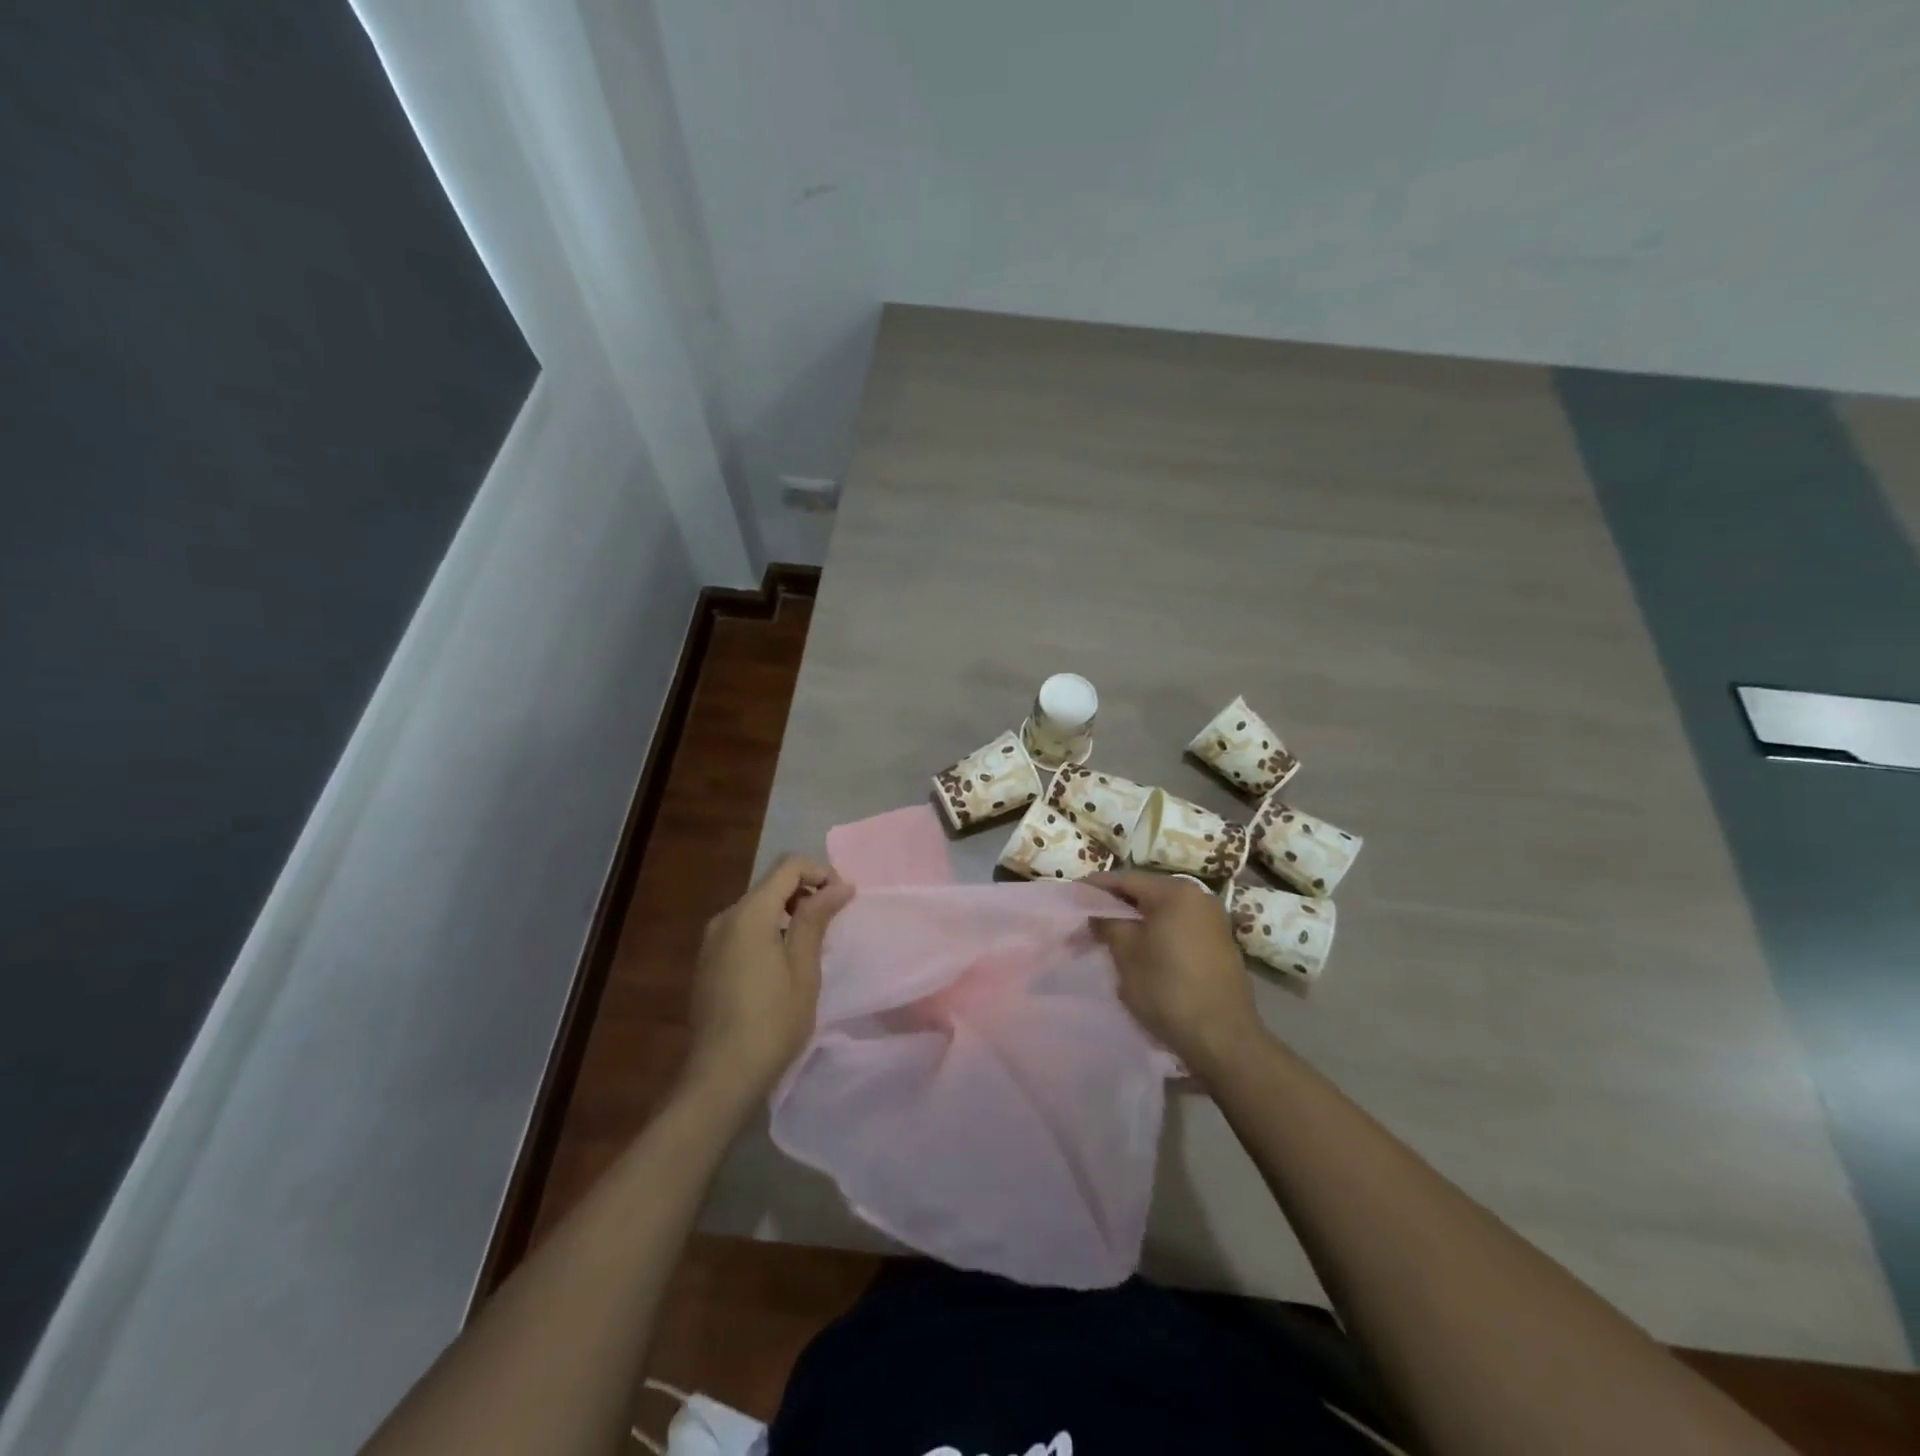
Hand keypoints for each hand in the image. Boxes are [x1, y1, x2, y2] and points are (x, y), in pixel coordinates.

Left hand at [683, 855, 853, 1105]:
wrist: (721, 1075)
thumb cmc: (773, 1021)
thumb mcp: (804, 968)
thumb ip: (817, 919)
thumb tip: (840, 885)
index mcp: (749, 914)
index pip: (788, 867)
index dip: (820, 872)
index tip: (844, 899)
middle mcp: (725, 917)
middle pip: (770, 884)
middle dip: (806, 891)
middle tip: (834, 920)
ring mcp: (712, 940)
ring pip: (756, 907)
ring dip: (788, 912)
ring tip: (812, 943)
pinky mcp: (708, 961)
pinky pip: (743, 929)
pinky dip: (768, 930)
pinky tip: (782, 963)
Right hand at [1088, 871, 1266, 1078]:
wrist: (1224, 1039)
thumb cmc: (1168, 990)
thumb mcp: (1127, 955)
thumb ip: (1108, 924)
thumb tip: (1098, 913)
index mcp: (1175, 892)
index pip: (1125, 879)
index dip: (1095, 887)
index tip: (1072, 897)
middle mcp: (1198, 896)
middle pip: (1146, 892)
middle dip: (1116, 904)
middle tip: (1087, 920)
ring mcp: (1213, 920)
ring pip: (1163, 910)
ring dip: (1136, 920)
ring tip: (1110, 936)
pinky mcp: (1219, 943)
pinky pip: (1179, 926)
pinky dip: (1157, 932)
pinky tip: (1141, 950)